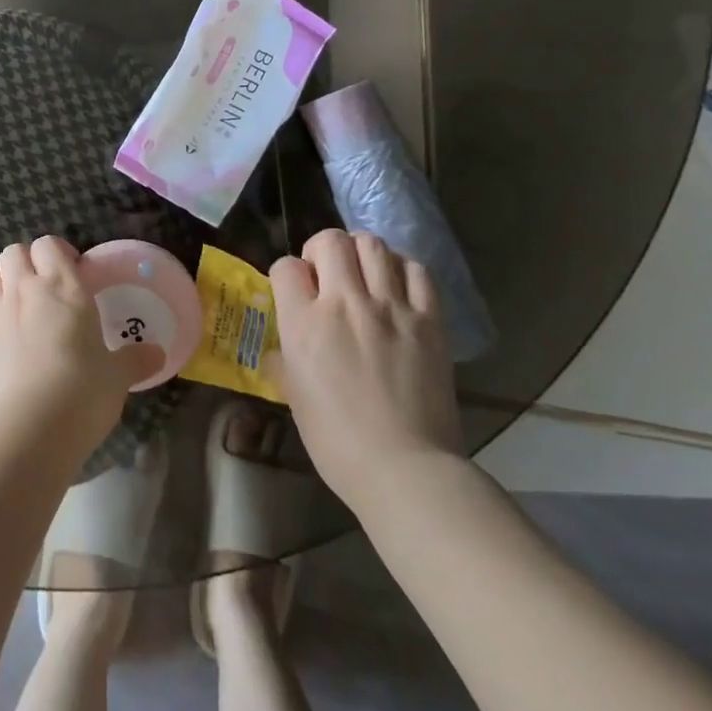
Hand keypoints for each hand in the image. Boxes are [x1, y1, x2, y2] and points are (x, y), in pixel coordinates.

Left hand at [0, 237, 163, 456]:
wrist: (28, 430)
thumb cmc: (82, 391)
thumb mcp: (117, 376)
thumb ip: (134, 360)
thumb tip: (157, 354)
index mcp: (62, 287)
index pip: (48, 245)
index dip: (58, 253)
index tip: (73, 272)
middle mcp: (24, 292)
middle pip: (13, 253)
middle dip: (26, 262)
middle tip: (46, 288)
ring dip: (4, 287)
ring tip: (23, 313)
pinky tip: (9, 354)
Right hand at [267, 229, 462, 508]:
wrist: (405, 469)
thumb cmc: (337, 442)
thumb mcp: (295, 399)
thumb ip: (285, 363)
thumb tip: (283, 351)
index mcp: (305, 323)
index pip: (287, 267)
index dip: (287, 274)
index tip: (294, 290)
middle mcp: (346, 303)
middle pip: (331, 240)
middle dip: (322, 249)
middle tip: (327, 274)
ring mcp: (391, 308)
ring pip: (373, 245)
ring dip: (361, 252)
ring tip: (363, 274)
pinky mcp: (429, 320)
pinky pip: (417, 271)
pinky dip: (403, 270)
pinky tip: (398, 288)